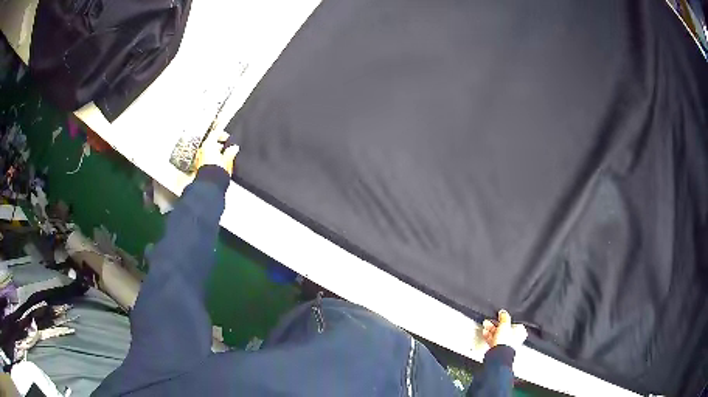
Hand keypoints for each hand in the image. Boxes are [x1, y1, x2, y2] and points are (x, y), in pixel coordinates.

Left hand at [195, 130, 238, 175]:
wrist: (210, 185)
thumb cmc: (217, 171)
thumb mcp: (228, 159)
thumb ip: (231, 151)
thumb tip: (234, 148)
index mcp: (208, 144)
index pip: (215, 133)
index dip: (223, 134)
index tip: (228, 138)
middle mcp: (202, 150)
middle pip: (211, 142)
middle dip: (219, 144)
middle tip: (228, 147)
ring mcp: (199, 158)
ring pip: (208, 151)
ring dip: (216, 152)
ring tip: (224, 157)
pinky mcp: (199, 167)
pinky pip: (206, 159)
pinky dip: (212, 158)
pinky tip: (219, 164)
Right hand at [481, 310, 527, 350]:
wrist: (498, 354)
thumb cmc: (506, 341)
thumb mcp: (505, 324)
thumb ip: (504, 317)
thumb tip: (503, 312)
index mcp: (520, 332)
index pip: (512, 322)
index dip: (505, 318)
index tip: (499, 315)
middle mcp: (513, 338)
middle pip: (504, 329)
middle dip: (496, 324)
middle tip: (490, 320)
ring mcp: (505, 344)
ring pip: (497, 334)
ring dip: (491, 329)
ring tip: (485, 324)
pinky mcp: (497, 348)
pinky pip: (492, 340)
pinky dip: (488, 336)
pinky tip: (485, 332)